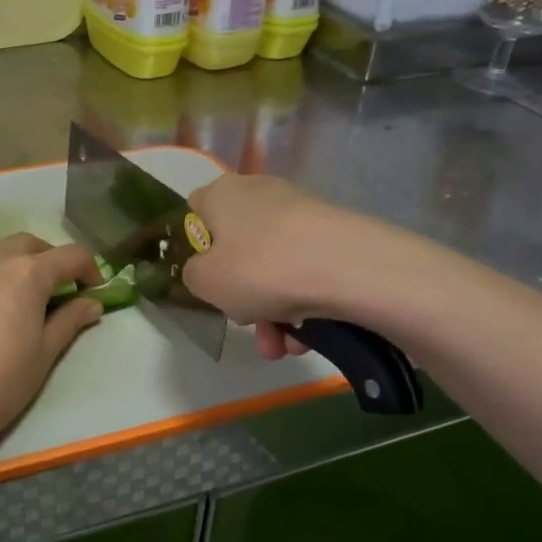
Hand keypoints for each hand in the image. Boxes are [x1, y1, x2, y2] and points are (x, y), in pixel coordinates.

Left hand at [0, 234, 106, 455]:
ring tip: (29, 292)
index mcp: (29, 272)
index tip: (94, 292)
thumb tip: (92, 303)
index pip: (72, 256)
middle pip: (35, 245)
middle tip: (63, 291)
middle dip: (54, 261)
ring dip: (24, 260)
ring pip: (4, 248)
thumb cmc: (4, 380)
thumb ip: (71, 319)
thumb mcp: (46, 351)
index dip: (90, 270)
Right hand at [180, 174, 370, 358]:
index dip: (196, 244)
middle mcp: (260, 194)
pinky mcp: (333, 233)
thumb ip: (193, 274)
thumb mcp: (205, 281)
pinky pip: (304, 271)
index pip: (197, 209)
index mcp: (222, 194)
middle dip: (240, 294)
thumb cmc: (259, 268)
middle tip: (245, 323)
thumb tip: (206, 270)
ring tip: (281, 347)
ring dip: (272, 312)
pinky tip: (306, 338)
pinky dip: (302, 304)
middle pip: (238, 247)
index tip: (205, 277)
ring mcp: (300, 213)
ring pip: (273, 267)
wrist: (347, 267)